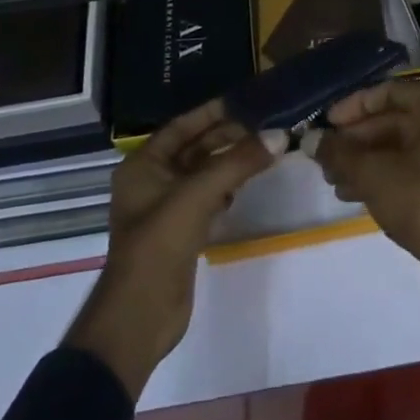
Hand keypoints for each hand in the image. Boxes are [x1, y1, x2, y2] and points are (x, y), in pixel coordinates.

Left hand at [66, 100, 281, 397]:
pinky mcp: (182, 232)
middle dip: (228, 137)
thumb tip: (279, 135)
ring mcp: (166, 208)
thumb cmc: (159, 245)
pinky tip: (248, 184)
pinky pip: (208, 197)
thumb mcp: (198, 196)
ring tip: (265, 149)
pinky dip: (227, 188)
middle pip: (195, 149)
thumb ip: (238, 163)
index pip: (182, 126)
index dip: (213, 112)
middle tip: (266, 126)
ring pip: (204, 173)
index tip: (247, 101)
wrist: (139, 318)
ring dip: (231, 162)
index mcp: (143, 165)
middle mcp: (152, 181)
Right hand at [309, 79, 419, 319]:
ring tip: (335, 181)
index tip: (326, 125)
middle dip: (357, 140)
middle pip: (397, 119)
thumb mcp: (373, 175)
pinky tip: (357, 192)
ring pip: (406, 144)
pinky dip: (390, 172)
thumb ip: (339, 153)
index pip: (389, 92)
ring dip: (369, 159)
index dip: (353, 107)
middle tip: (326, 158)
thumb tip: (311, 140)